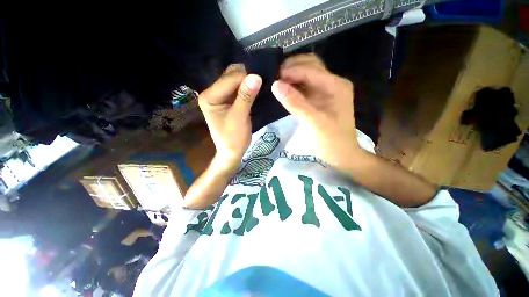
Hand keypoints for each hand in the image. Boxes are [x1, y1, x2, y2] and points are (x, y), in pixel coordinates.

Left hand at [198, 64, 261, 172]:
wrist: (232, 151)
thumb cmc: (234, 138)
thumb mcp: (240, 117)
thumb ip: (246, 97)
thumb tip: (256, 76)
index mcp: (209, 97)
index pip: (229, 79)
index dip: (246, 79)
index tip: (261, 82)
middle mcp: (212, 92)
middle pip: (230, 76)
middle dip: (246, 78)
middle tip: (259, 86)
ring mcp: (220, 96)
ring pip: (235, 80)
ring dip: (247, 82)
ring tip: (258, 88)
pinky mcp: (227, 100)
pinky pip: (238, 88)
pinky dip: (247, 88)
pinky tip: (254, 92)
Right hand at [271, 54, 359, 167]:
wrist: (341, 154)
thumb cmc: (330, 141)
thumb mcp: (313, 122)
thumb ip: (295, 103)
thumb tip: (275, 85)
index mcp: (335, 85)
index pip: (311, 69)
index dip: (291, 70)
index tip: (273, 77)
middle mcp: (332, 83)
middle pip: (310, 66)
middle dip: (291, 68)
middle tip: (274, 77)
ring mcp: (326, 91)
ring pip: (307, 75)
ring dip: (292, 76)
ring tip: (276, 82)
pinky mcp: (320, 99)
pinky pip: (305, 87)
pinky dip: (294, 86)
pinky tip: (284, 90)